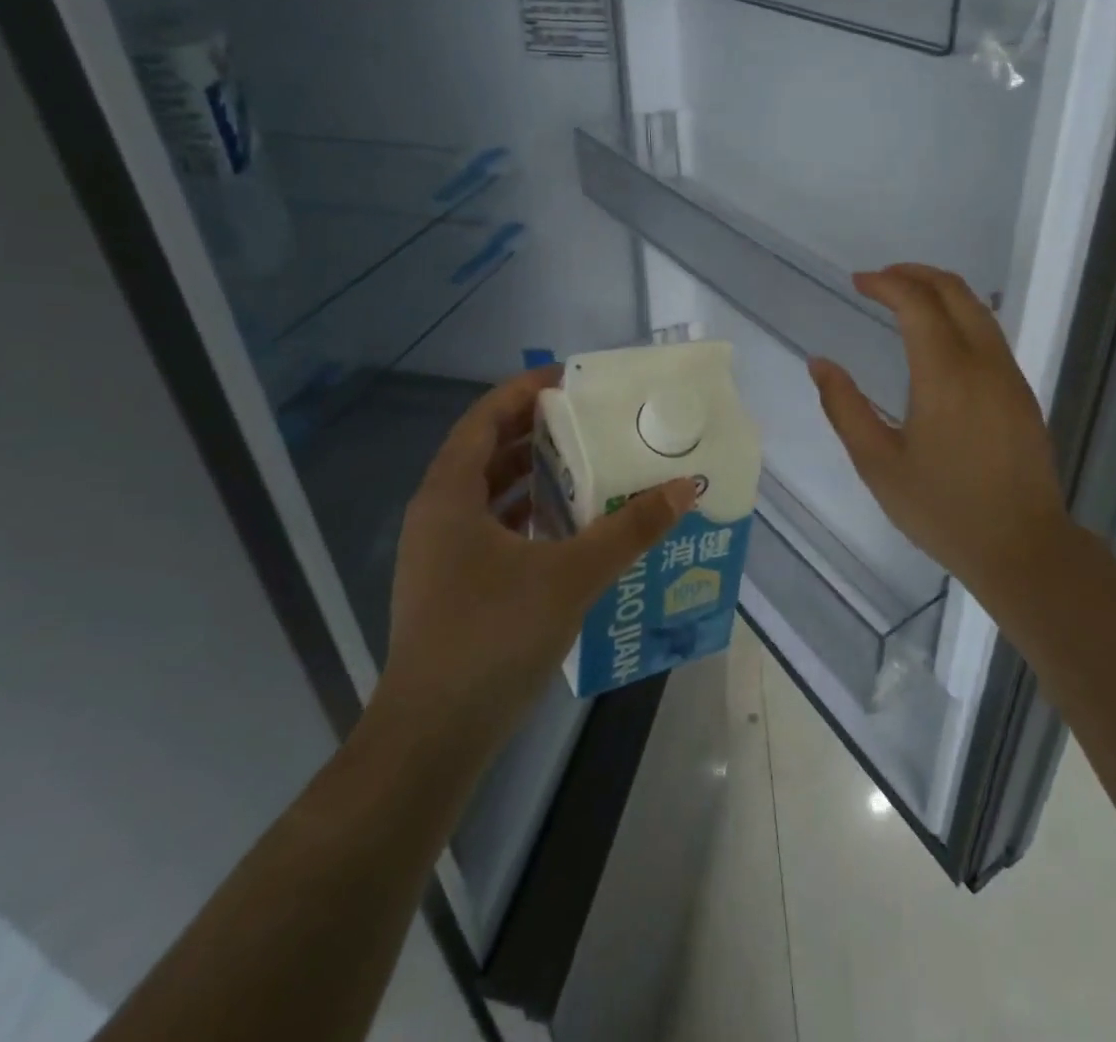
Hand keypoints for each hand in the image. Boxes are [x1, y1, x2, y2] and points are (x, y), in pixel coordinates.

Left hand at [374, 367, 696, 762]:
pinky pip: (492, 529)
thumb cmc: (492, 637)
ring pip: (489, 494)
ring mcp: (440, 555)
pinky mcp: (452, 588)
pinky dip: (528, 516)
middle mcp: (437, 516)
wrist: (432, 738)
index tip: (570, 378)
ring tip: (587, 464)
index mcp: (449, 496)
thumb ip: (629, 529)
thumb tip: (683, 489)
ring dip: (533, 475)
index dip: (523, 391)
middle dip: (535, 430)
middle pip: (486, 452)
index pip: (483, 418)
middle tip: (589, 418)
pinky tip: (569, 527)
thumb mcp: (571, 575)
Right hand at [809, 265, 1073, 614]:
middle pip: (955, 292)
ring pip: (978, 309)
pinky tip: (939, 339)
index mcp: (945, 375)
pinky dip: (960, 316)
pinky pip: (990, 334)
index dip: (886, 283)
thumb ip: (845, 408)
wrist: (1022, 547)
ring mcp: (1009, 376)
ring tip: (906, 300)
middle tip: (880, 279)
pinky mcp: (1022, 393)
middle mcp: (983, 363)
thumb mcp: (878, 464)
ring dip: (941, 292)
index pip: (917, 303)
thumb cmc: (942, 509)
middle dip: (915, 274)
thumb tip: (820, 363)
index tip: (858, 282)